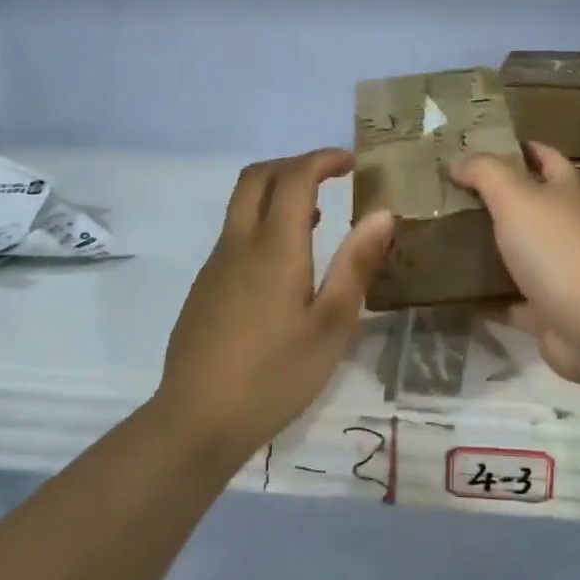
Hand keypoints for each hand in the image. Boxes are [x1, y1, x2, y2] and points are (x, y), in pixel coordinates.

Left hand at [155, 149, 391, 463]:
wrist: (197, 420)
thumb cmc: (275, 375)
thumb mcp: (331, 325)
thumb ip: (356, 265)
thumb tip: (382, 214)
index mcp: (273, 247)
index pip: (294, 177)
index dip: (322, 159)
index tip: (352, 163)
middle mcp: (238, 244)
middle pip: (256, 177)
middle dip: (294, 164)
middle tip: (330, 177)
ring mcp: (215, 266)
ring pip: (241, 205)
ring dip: (277, 193)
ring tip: (317, 217)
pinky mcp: (204, 288)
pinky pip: (235, 235)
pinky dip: (263, 223)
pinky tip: (285, 265)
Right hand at [451, 144, 579, 382]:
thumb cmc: (556, 249)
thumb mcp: (516, 198)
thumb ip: (485, 173)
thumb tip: (457, 160)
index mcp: (564, 193)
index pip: (547, 158)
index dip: (521, 147)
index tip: (481, 146)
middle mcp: (565, 228)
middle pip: (528, 206)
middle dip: (493, 198)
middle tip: (446, 193)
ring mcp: (557, 271)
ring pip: (517, 252)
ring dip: (487, 247)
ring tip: (442, 237)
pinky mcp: (546, 309)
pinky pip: (509, 299)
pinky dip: (486, 296)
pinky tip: (455, 290)